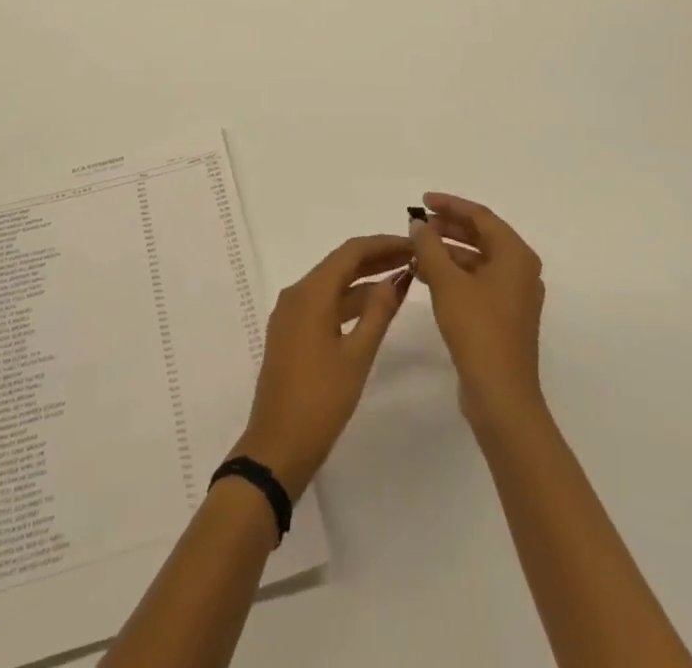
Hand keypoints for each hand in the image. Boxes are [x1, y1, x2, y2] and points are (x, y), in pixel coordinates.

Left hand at [233, 235, 412, 497]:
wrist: (277, 446)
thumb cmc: (320, 401)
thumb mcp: (357, 357)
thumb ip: (377, 314)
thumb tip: (394, 279)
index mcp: (310, 293)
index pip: (350, 252)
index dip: (383, 244)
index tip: (413, 243)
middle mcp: (296, 294)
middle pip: (340, 264)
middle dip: (376, 258)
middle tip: (414, 259)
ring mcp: (290, 314)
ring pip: (332, 284)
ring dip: (364, 280)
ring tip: (402, 279)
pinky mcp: (291, 333)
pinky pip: (323, 303)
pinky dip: (349, 300)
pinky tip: (374, 308)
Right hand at [409, 193, 546, 425]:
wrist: (501, 395)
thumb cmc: (477, 329)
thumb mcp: (446, 282)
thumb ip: (429, 246)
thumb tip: (418, 224)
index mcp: (516, 255)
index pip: (480, 216)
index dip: (450, 205)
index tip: (422, 201)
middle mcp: (521, 270)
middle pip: (482, 236)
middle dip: (447, 228)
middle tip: (417, 225)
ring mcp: (514, 295)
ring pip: (478, 260)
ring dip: (447, 252)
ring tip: (416, 250)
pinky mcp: (504, 316)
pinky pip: (477, 281)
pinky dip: (454, 274)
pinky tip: (427, 277)